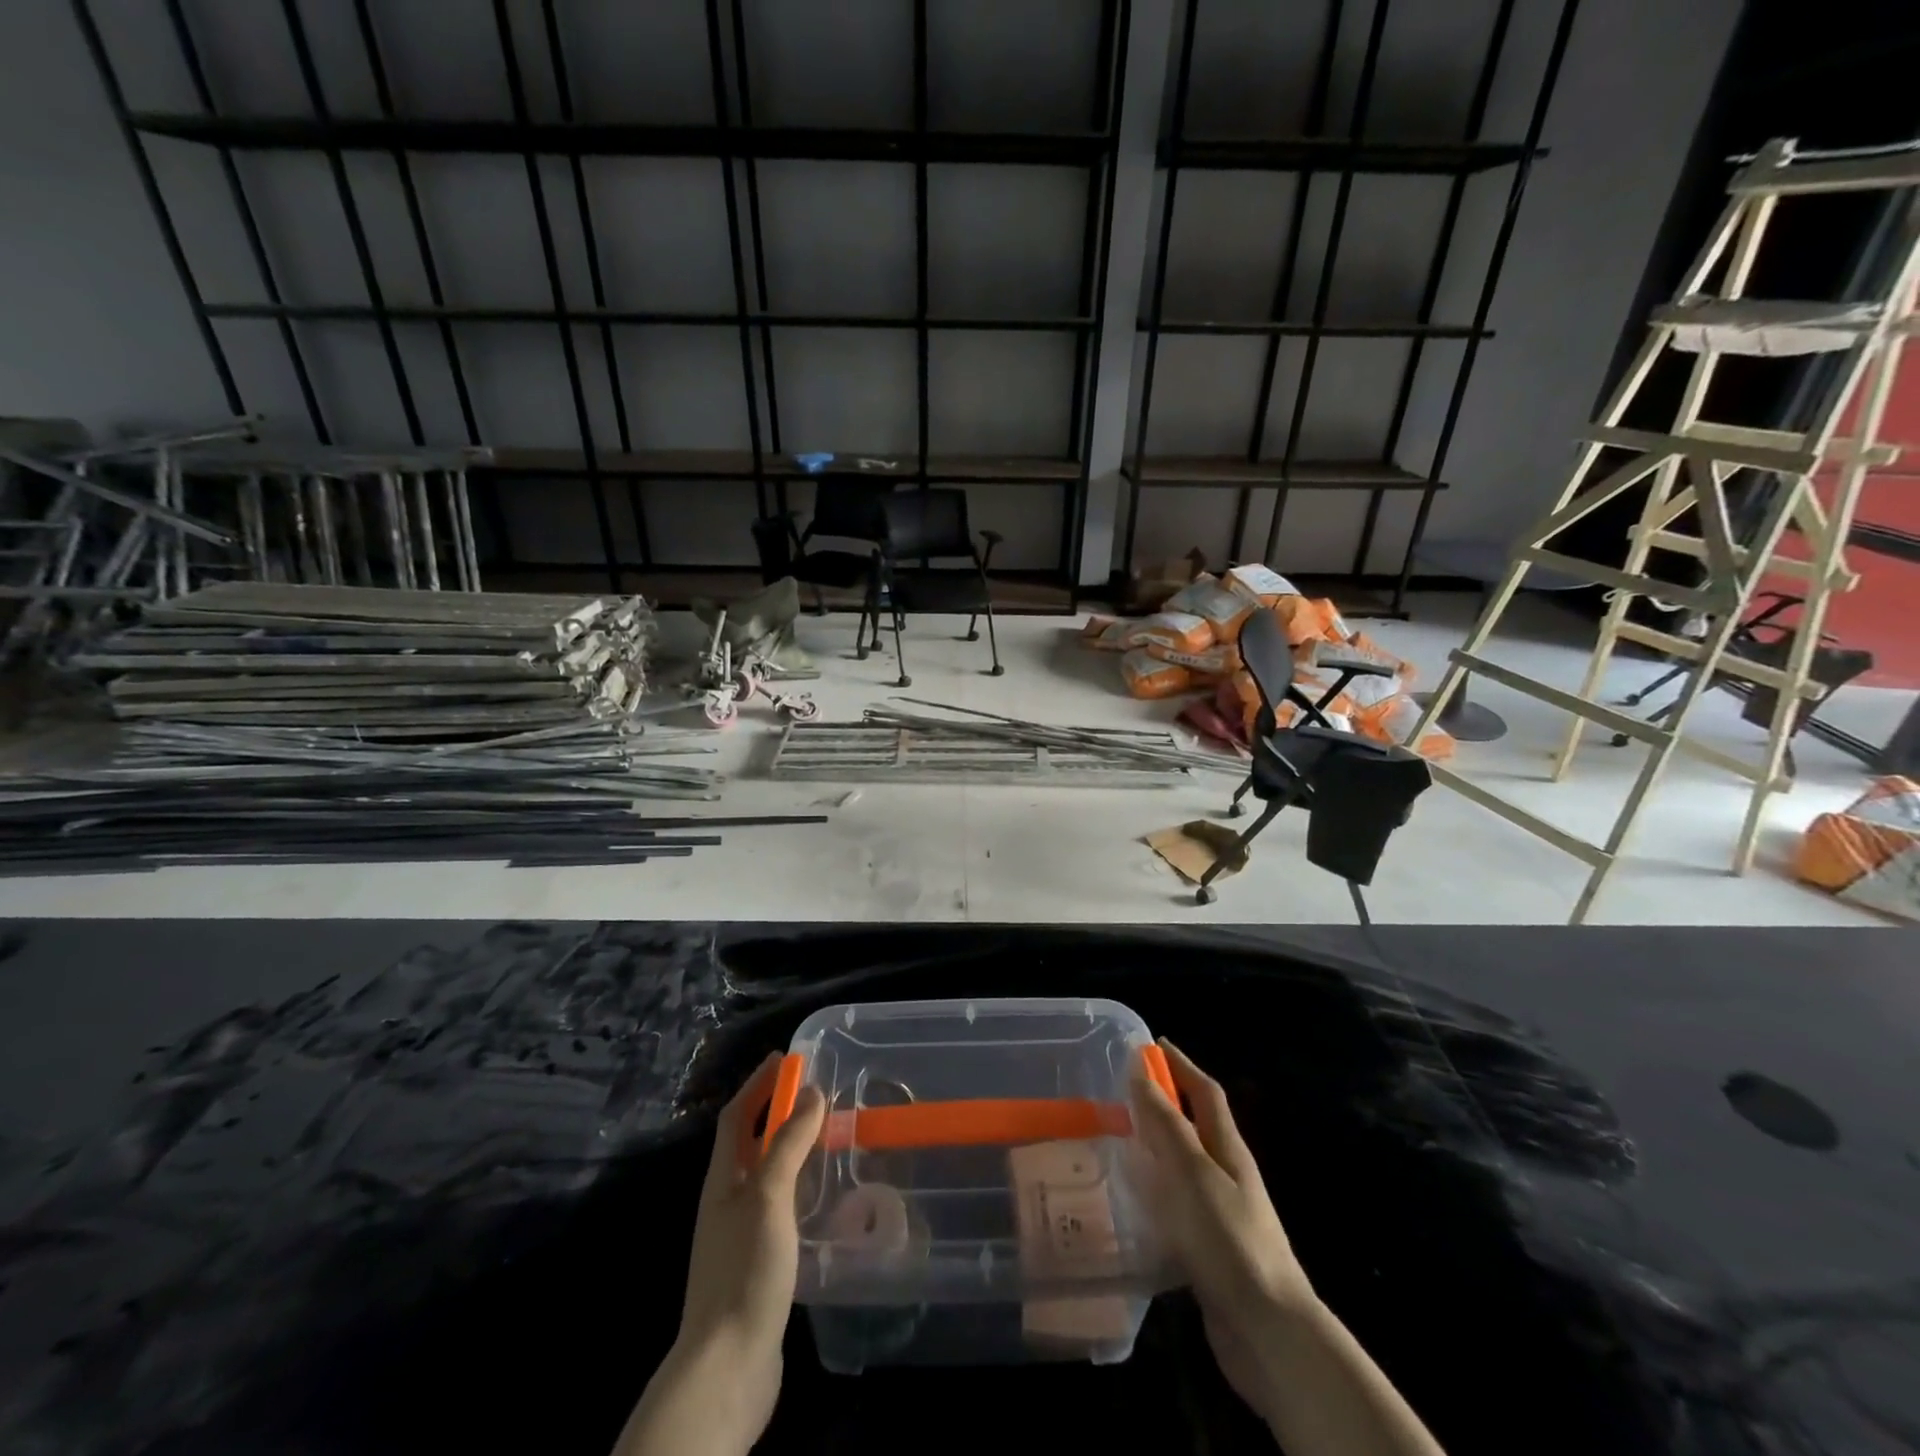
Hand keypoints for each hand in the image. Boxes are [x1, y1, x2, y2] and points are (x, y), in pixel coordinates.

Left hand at [618, 1053, 823, 1455]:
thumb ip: (787, 1143)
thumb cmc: (745, 1271)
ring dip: (791, 1148)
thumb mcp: (768, 1197)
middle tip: (818, 1093)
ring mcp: (742, 1234)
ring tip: (828, 1136)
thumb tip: (810, 1091)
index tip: (788, 1058)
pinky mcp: (759, 1263)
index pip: (737, 1115)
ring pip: (767, 1174)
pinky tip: (824, 1197)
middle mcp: (728, 1200)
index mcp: (723, 1179)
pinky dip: (800, 1187)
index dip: (759, 1083)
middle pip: (750, 1142)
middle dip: (778, 1111)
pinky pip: (780, 1206)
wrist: (727, 1369)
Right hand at [1131, 1039, 1316, 1424]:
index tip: (1151, 1044)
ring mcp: (1219, 1213)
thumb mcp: (1194, 1172)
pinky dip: (1153, 1192)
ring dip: (1153, 1147)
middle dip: (1163, 1103)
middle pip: (1194, 1126)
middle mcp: (1226, 1174)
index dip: (1181, 1064)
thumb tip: (1141, 1070)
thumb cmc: (1230, 1239)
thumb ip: (1167, 1124)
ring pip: (1182, 1166)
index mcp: (1228, 1149)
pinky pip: (1176, 1204)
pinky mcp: (1207, 1248)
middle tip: (1119, 1093)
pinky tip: (1128, 1202)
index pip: (1206, 1092)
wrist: (1268, 1331)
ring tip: (1113, 1141)